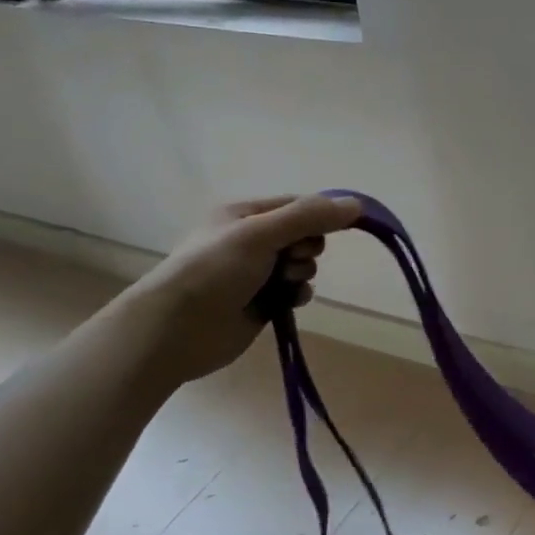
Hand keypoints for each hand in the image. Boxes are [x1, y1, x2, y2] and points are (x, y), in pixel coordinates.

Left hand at [112, 194, 363, 384]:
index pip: (296, 205)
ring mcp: (256, 274)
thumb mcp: (261, 234)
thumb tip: (357, 205)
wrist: (177, 329)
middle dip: (307, 247)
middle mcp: (251, 241)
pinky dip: (298, 295)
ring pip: (302, 265)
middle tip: (293, 258)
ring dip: (304, 273)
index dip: (319, 215)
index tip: (338, 228)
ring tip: (286, 283)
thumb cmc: (214, 270)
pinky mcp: (262, 303)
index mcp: (245, 215)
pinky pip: (295, 292)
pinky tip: (289, 302)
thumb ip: (308, 218)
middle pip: (303, 235)